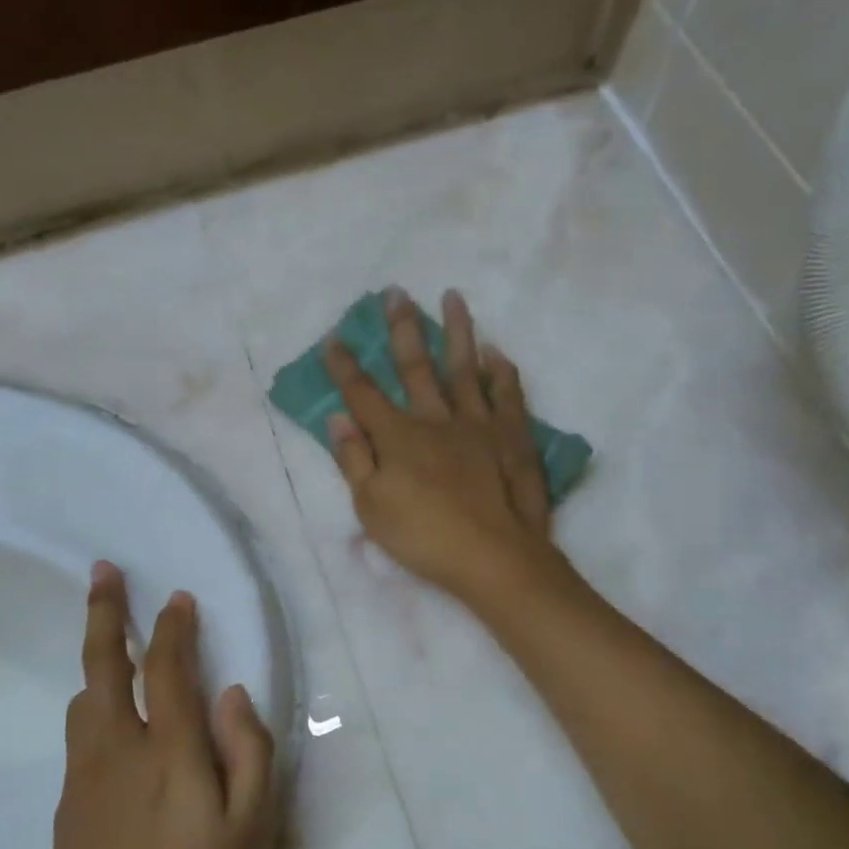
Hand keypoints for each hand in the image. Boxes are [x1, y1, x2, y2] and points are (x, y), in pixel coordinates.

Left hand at [42, 562, 280, 848]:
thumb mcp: (250, 833)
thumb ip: (248, 753)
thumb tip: (232, 693)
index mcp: (168, 751)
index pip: (169, 668)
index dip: (174, 627)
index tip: (178, 598)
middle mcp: (118, 749)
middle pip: (104, 665)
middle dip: (104, 613)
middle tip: (102, 571)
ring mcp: (84, 778)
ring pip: (83, 699)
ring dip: (95, 661)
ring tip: (109, 642)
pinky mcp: (67, 808)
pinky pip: (81, 737)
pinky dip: (94, 707)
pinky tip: (110, 726)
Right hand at [324, 288, 561, 606]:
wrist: (493, 556)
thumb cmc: (424, 537)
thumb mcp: (372, 507)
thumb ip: (354, 460)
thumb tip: (338, 418)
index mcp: (398, 437)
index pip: (363, 394)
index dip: (345, 366)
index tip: (335, 338)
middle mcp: (436, 419)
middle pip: (415, 366)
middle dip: (402, 328)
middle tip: (396, 292)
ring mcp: (478, 423)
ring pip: (464, 367)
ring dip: (457, 331)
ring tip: (453, 296)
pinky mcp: (512, 435)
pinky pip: (507, 394)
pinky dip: (501, 372)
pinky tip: (497, 353)